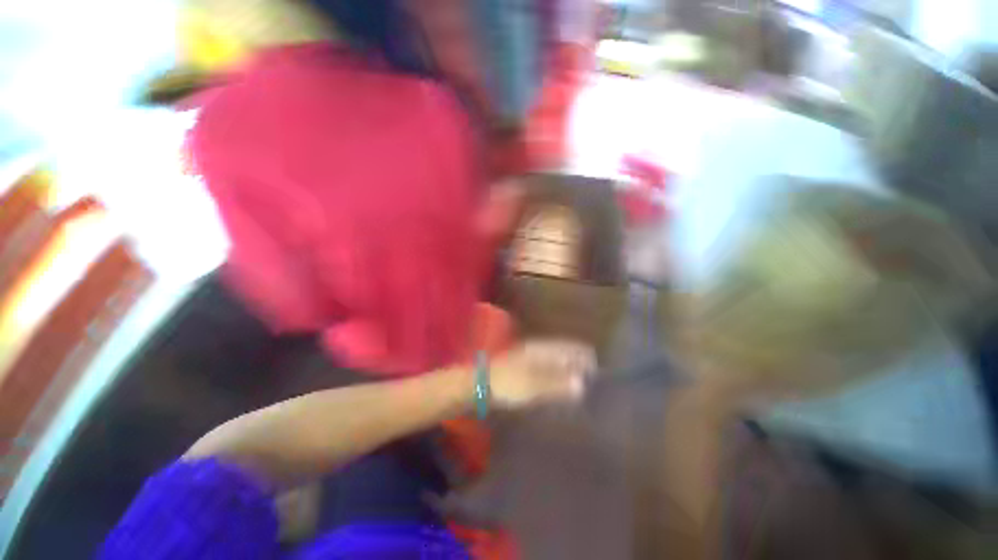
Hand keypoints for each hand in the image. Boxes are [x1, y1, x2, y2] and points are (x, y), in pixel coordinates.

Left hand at [489, 340, 595, 407]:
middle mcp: (537, 350)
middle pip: (563, 353)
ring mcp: (529, 358)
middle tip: (591, 376)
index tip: (596, 366)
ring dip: (567, 368)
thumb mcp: (533, 384)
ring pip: (555, 360)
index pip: (568, 348)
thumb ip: (557, 383)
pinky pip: (546, 368)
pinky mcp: (524, 368)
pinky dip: (556, 374)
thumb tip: (581, 383)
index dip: (582, 356)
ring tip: (579, 380)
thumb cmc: (508, 382)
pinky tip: (559, 384)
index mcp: (541, 350)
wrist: (481, 383)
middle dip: (577, 362)